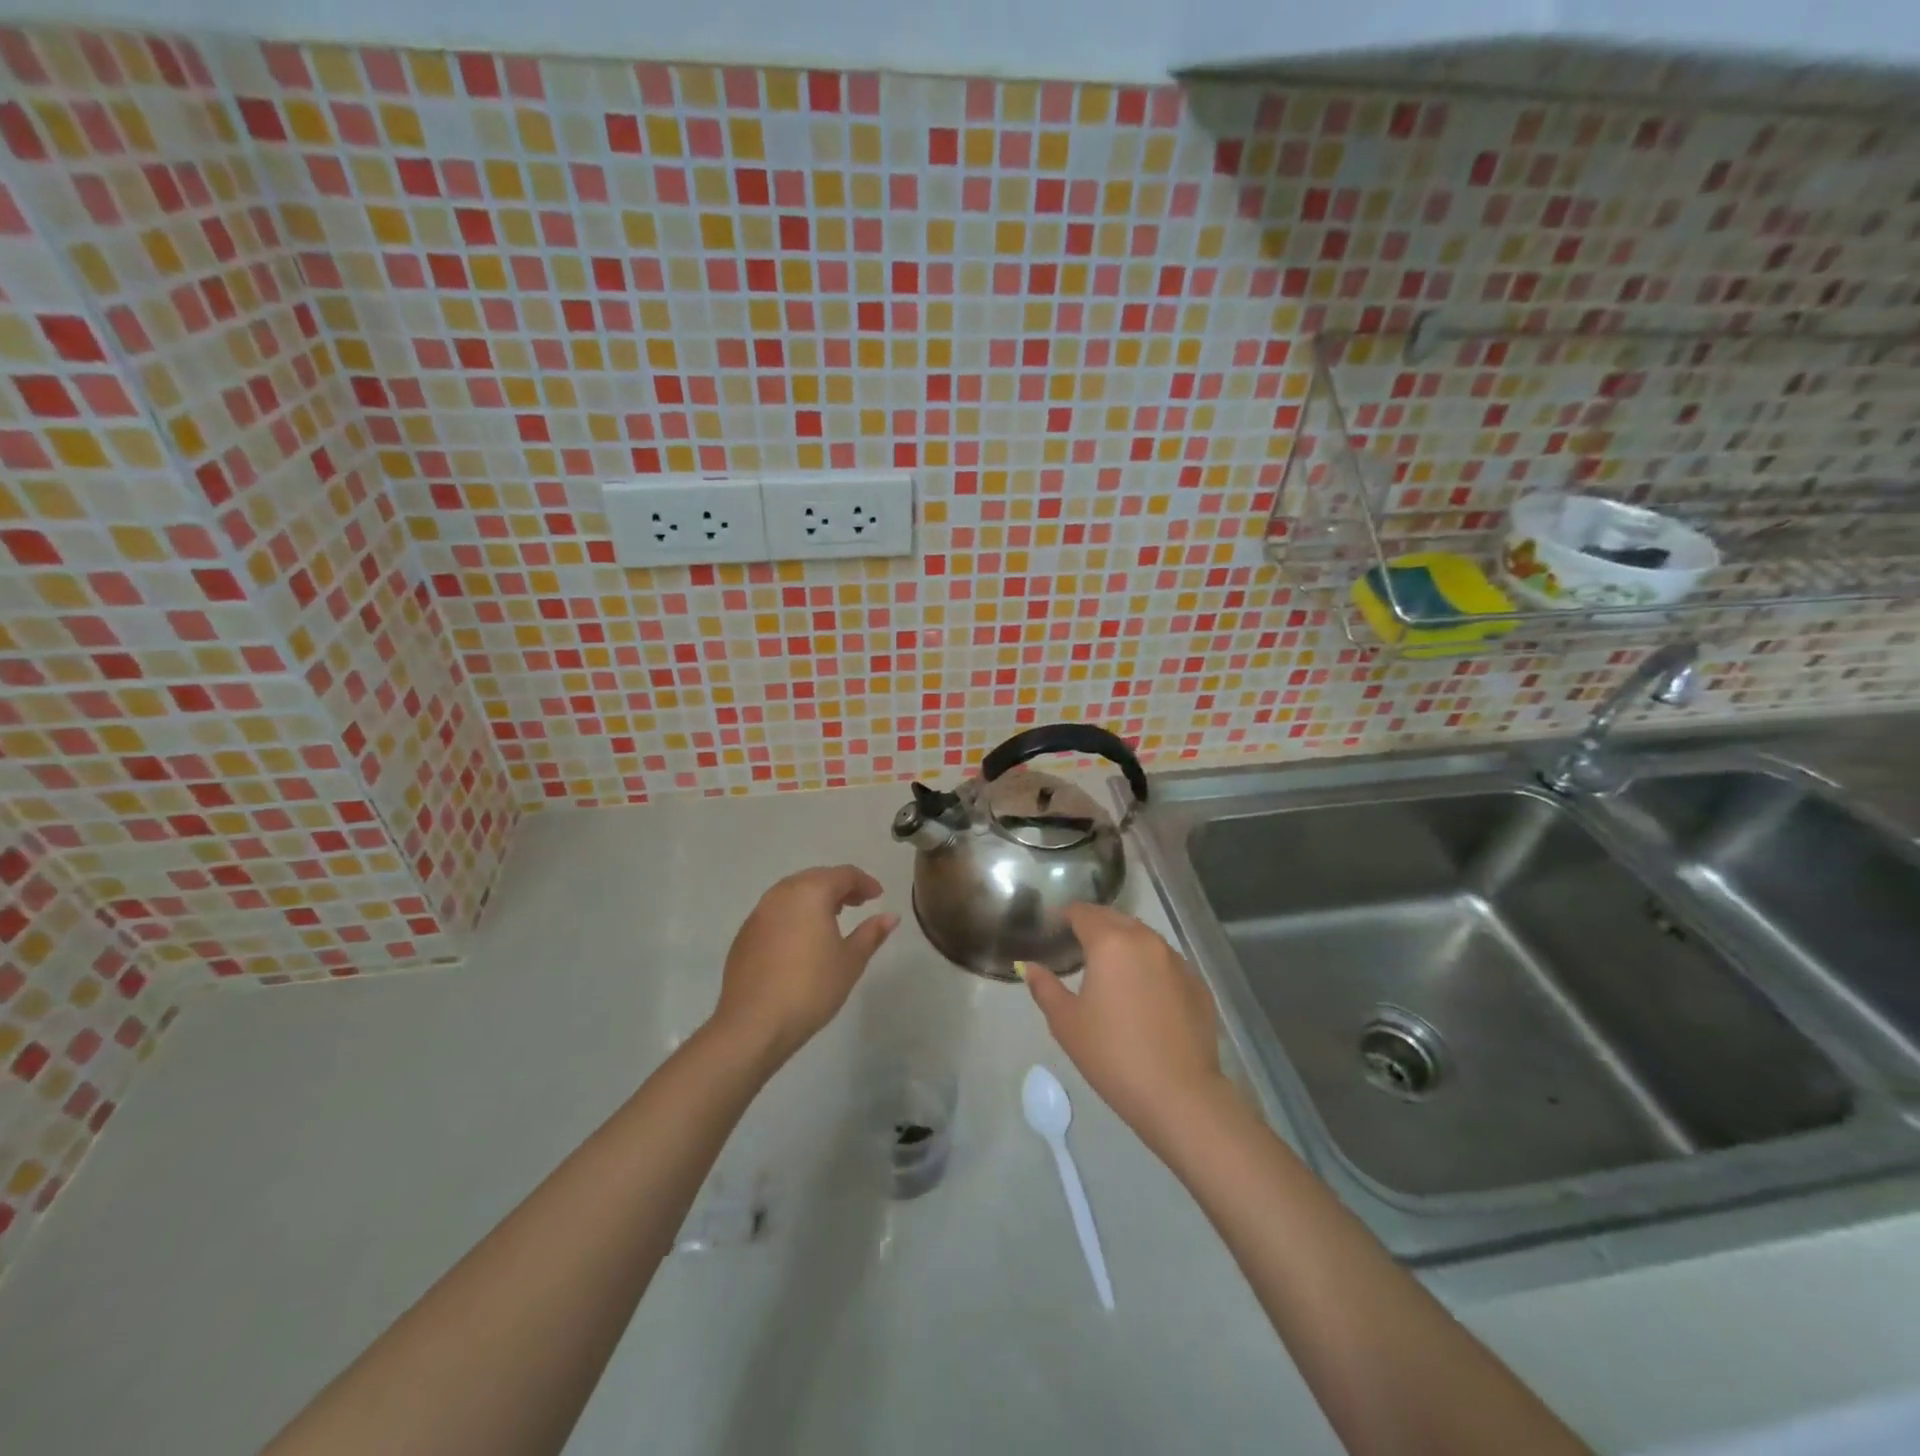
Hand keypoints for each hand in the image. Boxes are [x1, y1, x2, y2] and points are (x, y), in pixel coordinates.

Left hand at [712, 865, 897, 1065]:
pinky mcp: (744, 934)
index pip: (843, 874)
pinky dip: (794, 914)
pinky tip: (802, 939)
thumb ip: (871, 934)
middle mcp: (781, 894)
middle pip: (816, 878)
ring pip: (792, 893)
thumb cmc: (811, 988)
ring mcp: (758, 913)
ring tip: (832, 919)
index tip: (878, 896)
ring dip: (815, 899)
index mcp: (811, 892)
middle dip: (839, 887)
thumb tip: (890, 916)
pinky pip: (776, 912)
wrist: (753, 1024)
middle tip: (858, 904)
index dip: (865, 882)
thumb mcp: (850, 961)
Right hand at [1027, 903, 1228, 1147]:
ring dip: (1124, 943)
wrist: (1179, 1095)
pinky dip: (1149, 966)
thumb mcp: (1066, 1023)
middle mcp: (1146, 941)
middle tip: (1077, 945)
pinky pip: (1166, 962)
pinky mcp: (1197, 983)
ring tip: (1110, 968)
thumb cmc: (1113, 1055)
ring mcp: (1177, 961)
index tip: (1054, 927)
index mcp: (1111, 943)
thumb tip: (1029, 966)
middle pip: (1115, 919)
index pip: (1084, 913)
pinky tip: (1143, 993)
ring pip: (1144, 938)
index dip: (1066, 915)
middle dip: (1095, 925)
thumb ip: (1045, 987)